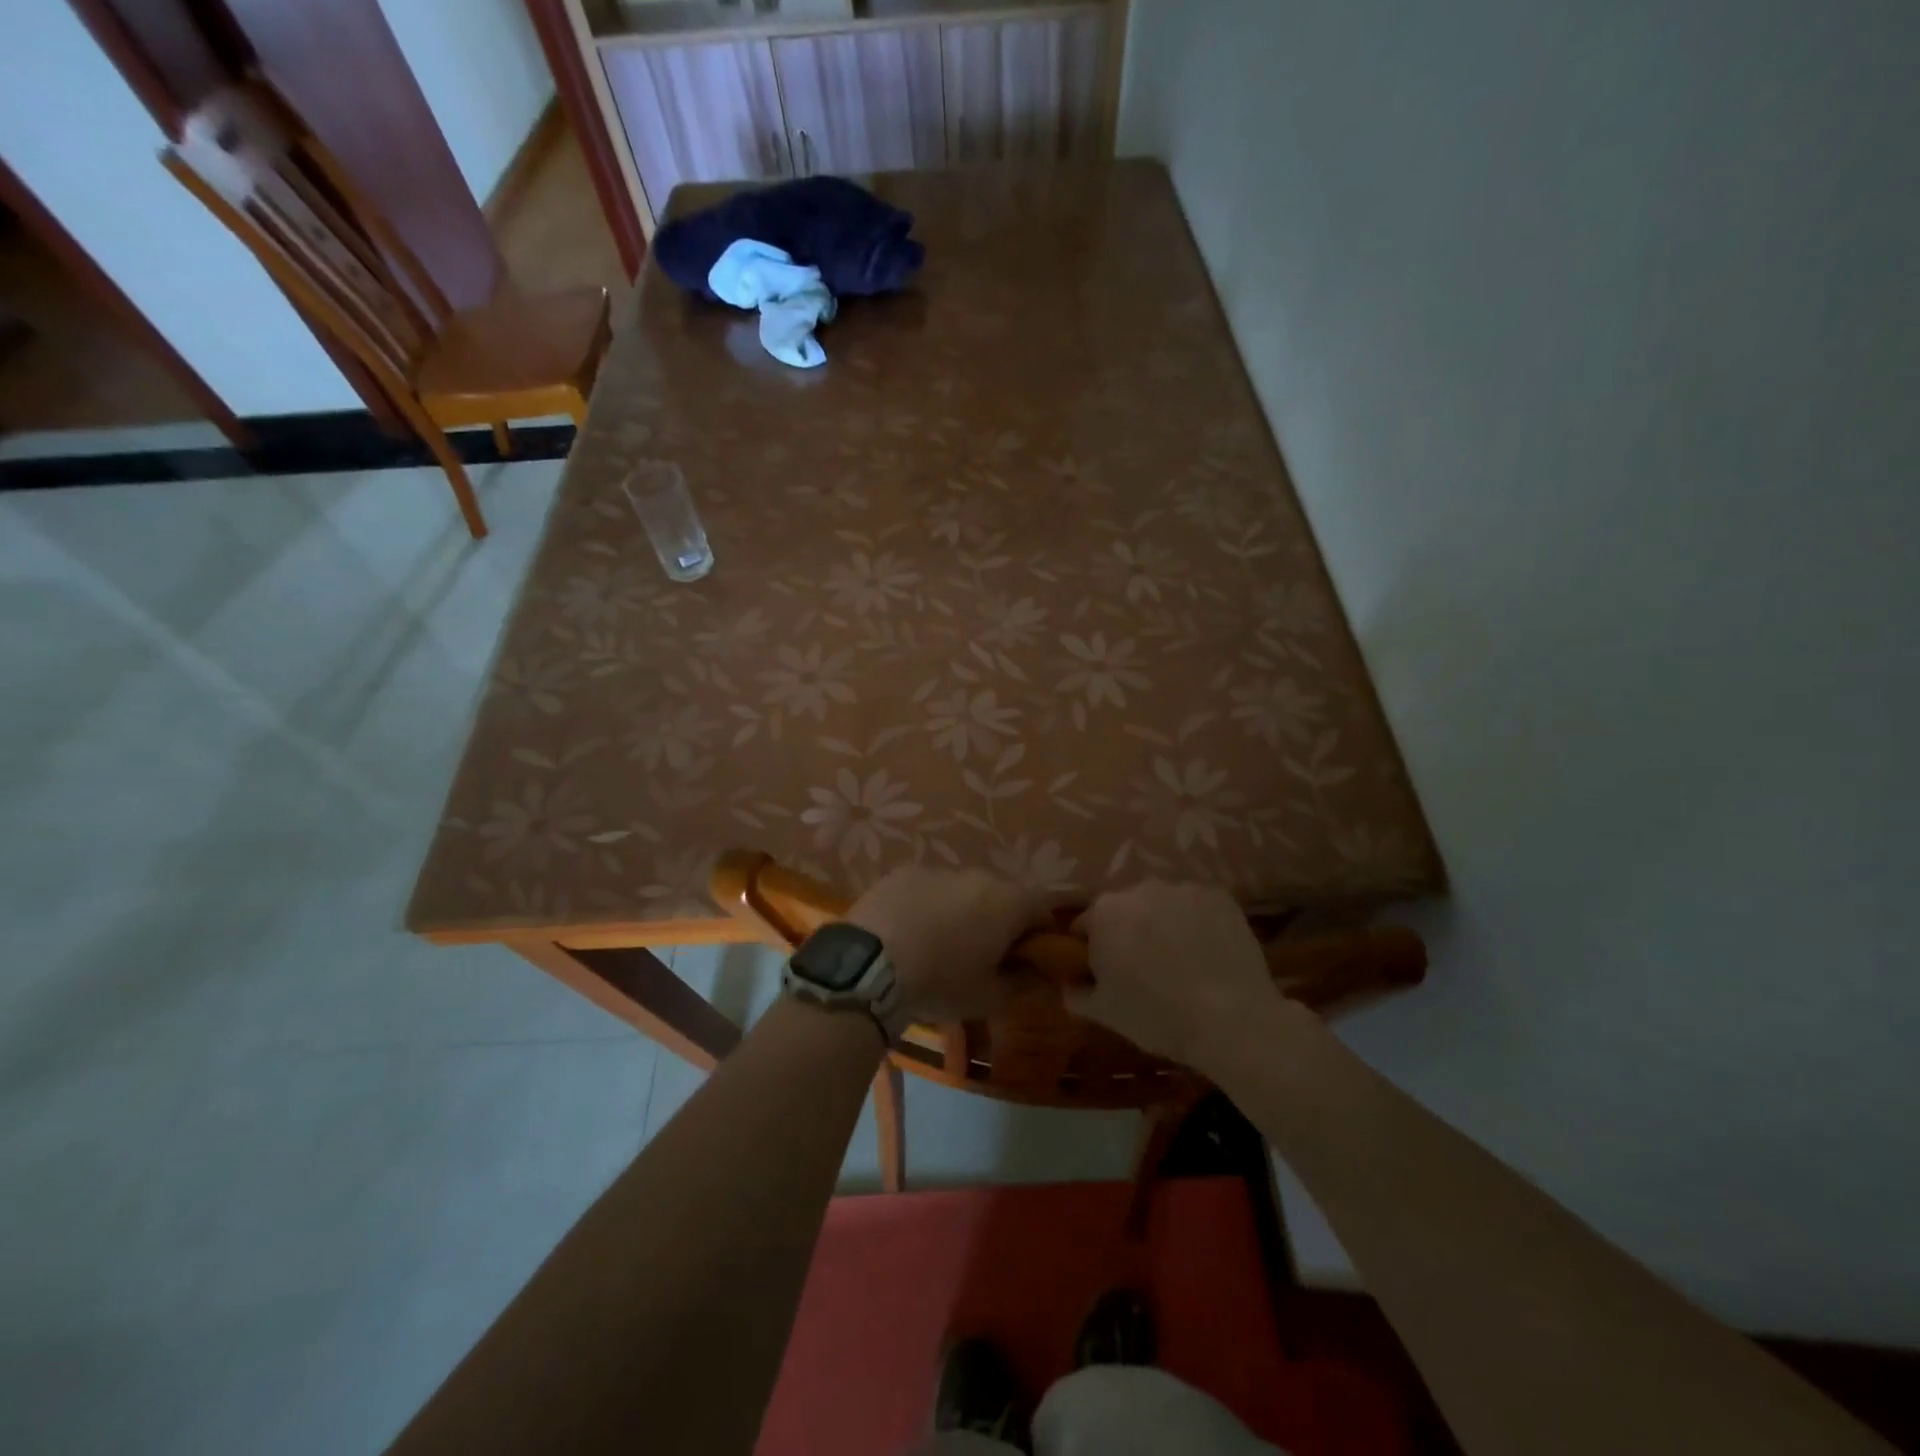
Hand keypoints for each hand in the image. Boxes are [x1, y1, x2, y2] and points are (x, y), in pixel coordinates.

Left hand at [848, 867, 1050, 1021]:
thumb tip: (1038, 978)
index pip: (1043, 907)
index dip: (1040, 931)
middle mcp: (978, 875)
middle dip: (998, 920)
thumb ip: (1022, 984)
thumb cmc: (941, 983)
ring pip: (961, 890)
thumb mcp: (989, 998)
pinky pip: (926, 888)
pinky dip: (926, 905)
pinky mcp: (903, 872)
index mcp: (1008, 902)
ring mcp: (938, 869)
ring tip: (938, 945)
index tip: (1027, 956)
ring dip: (960, 911)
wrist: (871, 965)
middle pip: (1001, 894)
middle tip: (982, 954)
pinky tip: (908, 933)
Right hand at [1066, 881, 1288, 1074]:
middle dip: (1129, 931)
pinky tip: (1208, 952)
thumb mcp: (1105, 1013)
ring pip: (1163, 905)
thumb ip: (1076, 993)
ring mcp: (1182, 889)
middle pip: (1125, 909)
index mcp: (1104, 913)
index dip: (1093, 949)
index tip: (1106, 972)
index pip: (1086, 925)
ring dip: (1163, 923)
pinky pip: (1197, 906)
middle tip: (1144, 968)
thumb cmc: (1157, 1016)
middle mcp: (1139, 889)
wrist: (1231, 1020)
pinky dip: (1198, 923)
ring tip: (1181, 960)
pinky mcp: (1219, 896)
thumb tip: (1068, 984)